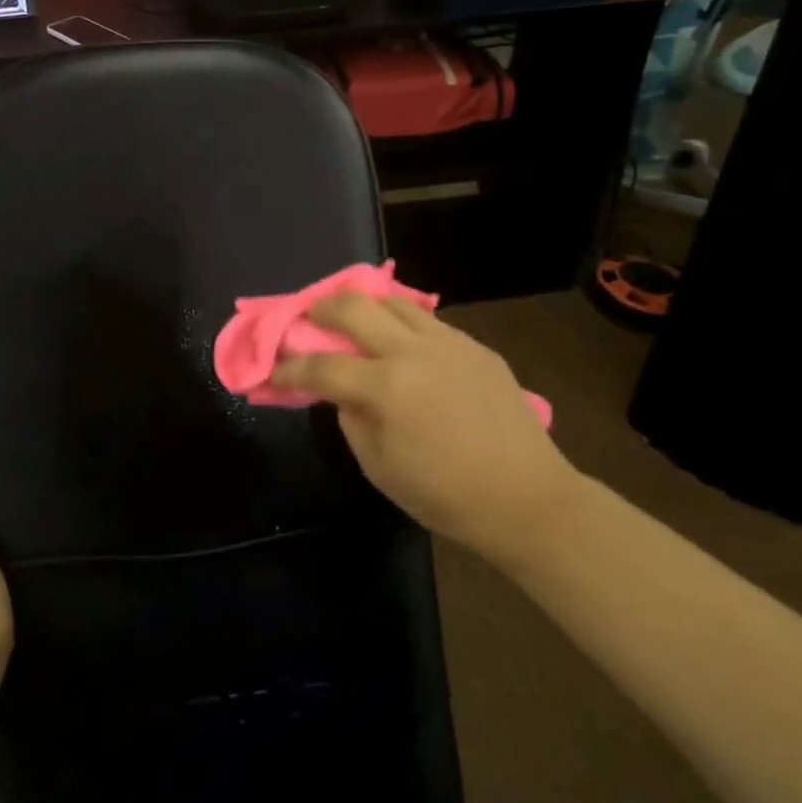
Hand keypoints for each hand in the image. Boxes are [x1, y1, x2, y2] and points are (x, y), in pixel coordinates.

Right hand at [270, 295, 582, 571]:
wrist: (529, 500)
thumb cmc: (446, 496)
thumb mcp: (380, 468)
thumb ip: (351, 418)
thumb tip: (341, 389)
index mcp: (387, 388)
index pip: (321, 366)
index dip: (289, 367)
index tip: (272, 369)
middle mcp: (414, 352)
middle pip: (353, 306)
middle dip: (319, 308)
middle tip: (307, 320)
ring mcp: (449, 343)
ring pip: (393, 302)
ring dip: (364, 308)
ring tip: (353, 322)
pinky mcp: (476, 347)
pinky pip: (428, 322)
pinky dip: (401, 325)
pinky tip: (401, 345)